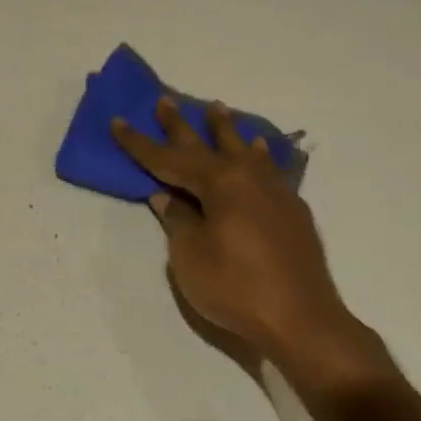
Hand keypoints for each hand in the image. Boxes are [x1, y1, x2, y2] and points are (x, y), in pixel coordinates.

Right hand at [113, 98, 396, 391]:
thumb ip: (178, 220)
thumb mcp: (190, 257)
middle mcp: (249, 178)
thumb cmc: (236, 288)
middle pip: (207, 146)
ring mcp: (275, 192)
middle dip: (181, 125)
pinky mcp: (292, 211)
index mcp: (220, 184)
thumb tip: (167, 197)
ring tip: (217, 108)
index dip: (140, 143)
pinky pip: (269, 169)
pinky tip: (260, 151)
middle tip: (165, 101)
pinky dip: (258, 155)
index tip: (119, 121)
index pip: (170, 159)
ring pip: (245, 150)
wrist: (302, 320)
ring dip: (226, 130)